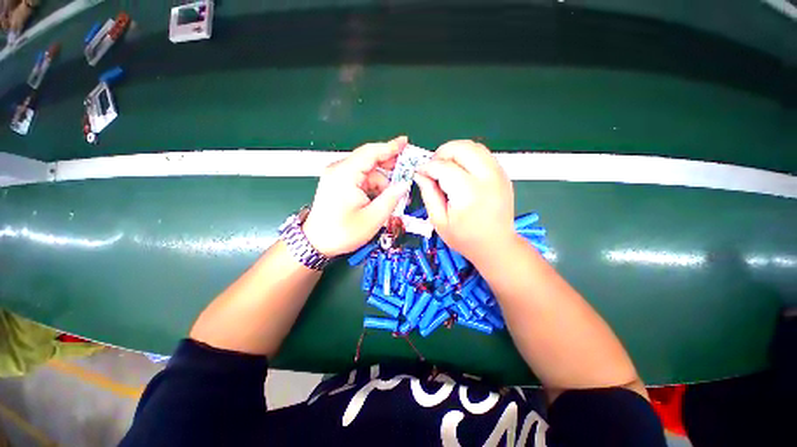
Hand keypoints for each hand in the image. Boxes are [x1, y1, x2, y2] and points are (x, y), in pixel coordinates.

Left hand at [302, 136, 410, 256]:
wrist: (316, 243)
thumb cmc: (341, 232)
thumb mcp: (373, 218)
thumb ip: (391, 198)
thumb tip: (404, 185)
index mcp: (345, 175)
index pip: (371, 153)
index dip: (391, 147)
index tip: (405, 143)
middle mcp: (339, 170)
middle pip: (369, 160)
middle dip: (389, 167)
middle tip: (406, 174)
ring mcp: (337, 176)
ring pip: (367, 172)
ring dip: (382, 183)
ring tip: (393, 197)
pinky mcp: (338, 183)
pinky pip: (361, 179)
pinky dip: (373, 187)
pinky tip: (380, 198)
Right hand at [414, 140, 514, 262]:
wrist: (496, 245)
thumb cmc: (464, 238)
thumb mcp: (439, 221)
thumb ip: (428, 194)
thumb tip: (420, 174)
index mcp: (468, 194)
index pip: (444, 167)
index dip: (428, 167)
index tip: (419, 172)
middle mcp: (487, 178)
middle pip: (462, 148)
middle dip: (442, 153)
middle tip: (433, 167)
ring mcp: (499, 174)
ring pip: (474, 146)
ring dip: (456, 152)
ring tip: (445, 167)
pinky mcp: (503, 174)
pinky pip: (483, 154)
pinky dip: (468, 156)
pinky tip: (460, 171)